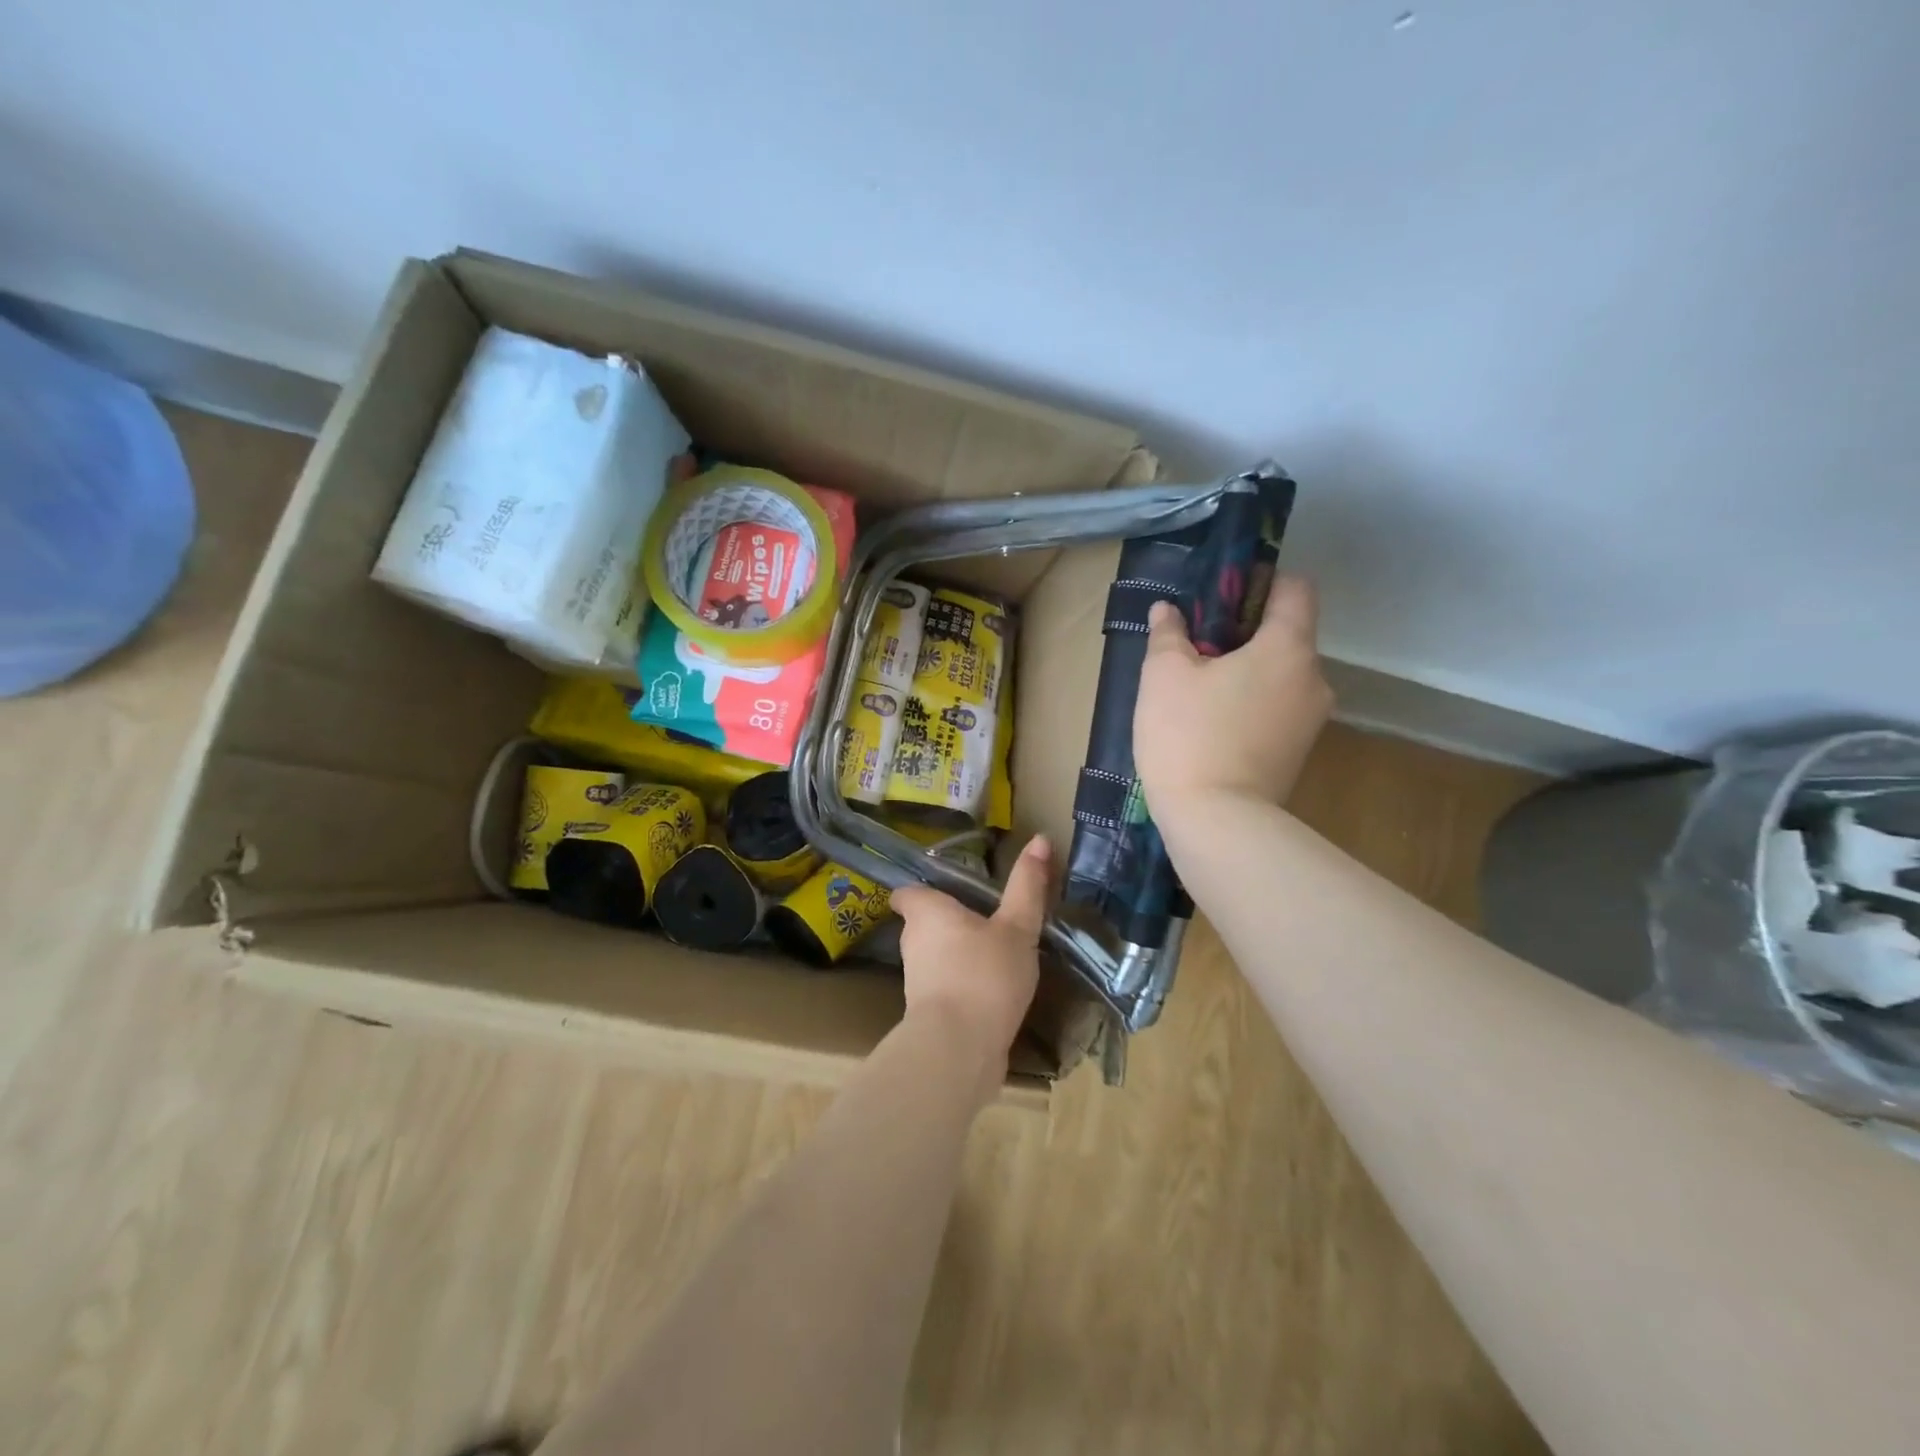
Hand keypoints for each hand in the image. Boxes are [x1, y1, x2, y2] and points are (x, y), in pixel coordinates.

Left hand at [891, 835, 1050, 1096]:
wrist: (958, 1049)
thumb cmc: (984, 975)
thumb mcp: (1017, 927)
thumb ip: (1028, 886)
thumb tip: (1040, 838)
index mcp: (927, 912)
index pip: (908, 892)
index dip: (924, 889)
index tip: (949, 889)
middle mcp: (913, 942)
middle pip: (924, 923)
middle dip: (949, 922)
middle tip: (985, 918)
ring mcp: (917, 981)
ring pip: (936, 957)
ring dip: (958, 955)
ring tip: (995, 955)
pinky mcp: (928, 1014)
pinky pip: (946, 988)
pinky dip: (964, 986)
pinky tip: (994, 991)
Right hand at [1134, 575, 1332, 816]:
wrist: (1216, 822)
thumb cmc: (1188, 735)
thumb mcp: (1163, 675)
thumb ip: (1168, 634)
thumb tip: (1167, 611)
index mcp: (1288, 648)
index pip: (1296, 589)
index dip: (1262, 583)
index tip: (1222, 598)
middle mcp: (1314, 679)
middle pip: (1287, 636)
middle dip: (1245, 634)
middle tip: (1197, 648)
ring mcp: (1311, 721)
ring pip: (1281, 676)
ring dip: (1248, 673)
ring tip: (1200, 691)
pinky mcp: (1299, 753)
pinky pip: (1277, 710)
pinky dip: (1252, 705)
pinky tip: (1213, 724)